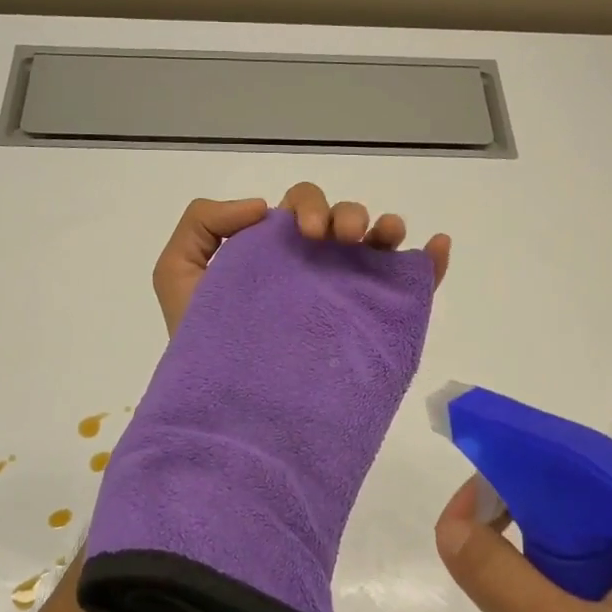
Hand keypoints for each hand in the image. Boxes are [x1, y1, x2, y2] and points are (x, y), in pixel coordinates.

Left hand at [151, 182, 452, 335]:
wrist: (225, 404)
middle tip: (340, 241)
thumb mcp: (176, 274)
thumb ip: (202, 224)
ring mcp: (341, 296)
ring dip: (385, 228)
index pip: (300, 211)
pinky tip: (435, 248)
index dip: (307, 207)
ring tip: (382, 239)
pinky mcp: (366, 326)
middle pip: (343, 221)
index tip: (305, 234)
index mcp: (274, 253)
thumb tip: (261, 207)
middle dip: (349, 216)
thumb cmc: (200, 341)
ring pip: (375, 246)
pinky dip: (428, 262)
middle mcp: (311, 268)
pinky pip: (405, 287)